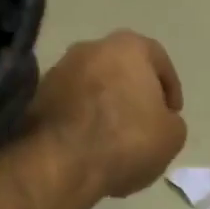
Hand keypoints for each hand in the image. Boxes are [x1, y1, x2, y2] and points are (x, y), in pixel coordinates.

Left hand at [32, 32, 186, 199]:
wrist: (62, 162)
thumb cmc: (127, 140)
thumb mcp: (172, 135)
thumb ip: (170, 119)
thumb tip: (158, 118)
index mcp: (128, 46)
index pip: (158, 60)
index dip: (170, 88)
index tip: (172, 114)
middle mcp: (90, 47)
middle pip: (121, 68)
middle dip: (133, 92)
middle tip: (143, 122)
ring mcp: (59, 69)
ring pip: (92, 85)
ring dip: (105, 105)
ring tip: (114, 138)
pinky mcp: (37, 96)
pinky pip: (70, 103)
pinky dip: (81, 118)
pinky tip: (89, 144)